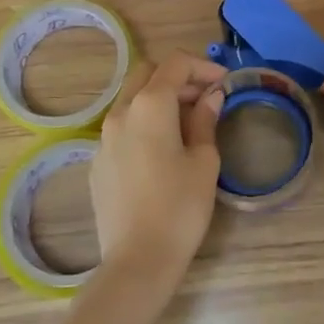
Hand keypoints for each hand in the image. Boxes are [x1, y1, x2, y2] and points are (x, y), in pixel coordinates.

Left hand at [90, 51, 225, 286]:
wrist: (138, 259)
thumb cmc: (181, 206)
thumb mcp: (204, 160)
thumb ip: (205, 120)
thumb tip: (210, 96)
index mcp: (149, 106)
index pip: (175, 64)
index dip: (203, 66)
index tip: (225, 83)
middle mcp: (120, 113)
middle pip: (148, 74)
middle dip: (178, 77)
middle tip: (206, 98)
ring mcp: (103, 138)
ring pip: (132, 100)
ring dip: (160, 99)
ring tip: (188, 123)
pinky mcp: (98, 162)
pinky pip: (123, 127)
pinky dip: (145, 123)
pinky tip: (163, 150)